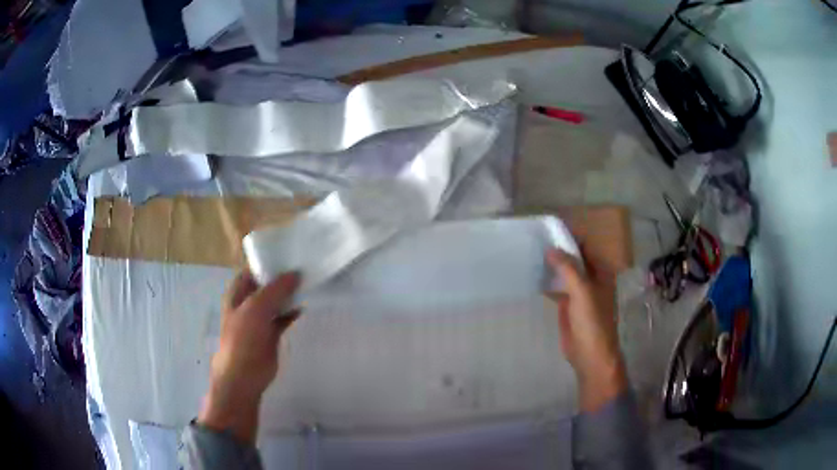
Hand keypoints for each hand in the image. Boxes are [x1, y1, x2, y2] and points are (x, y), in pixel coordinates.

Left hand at [198, 269, 299, 443]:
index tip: (290, 253)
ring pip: (276, 300)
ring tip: (308, 282)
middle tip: (305, 266)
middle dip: (282, 277)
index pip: (253, 269)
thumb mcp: (257, 307)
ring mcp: (260, 318)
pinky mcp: (271, 332)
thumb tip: (296, 273)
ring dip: (289, 293)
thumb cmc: (244, 337)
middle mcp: (248, 301)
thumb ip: (276, 289)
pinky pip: (283, 316)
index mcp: (238, 292)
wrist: (245, 373)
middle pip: (266, 283)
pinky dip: (292, 311)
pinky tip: (304, 306)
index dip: (268, 261)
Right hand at [546, 249, 626, 412]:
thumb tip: (550, 248)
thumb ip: (568, 268)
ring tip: (531, 254)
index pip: (585, 247)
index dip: (570, 238)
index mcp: (601, 272)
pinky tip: (533, 276)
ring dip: (552, 266)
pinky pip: (557, 288)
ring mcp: (579, 293)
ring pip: (564, 273)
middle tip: (535, 240)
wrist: (590, 354)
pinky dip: (547, 282)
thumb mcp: (582, 291)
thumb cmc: (592, 321)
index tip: (549, 229)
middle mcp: (591, 279)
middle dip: (558, 250)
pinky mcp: (568, 306)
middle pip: (574, 259)